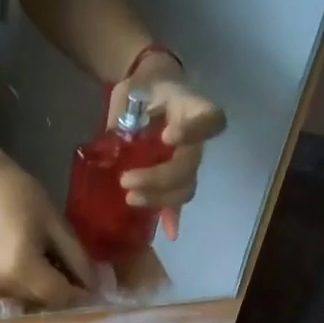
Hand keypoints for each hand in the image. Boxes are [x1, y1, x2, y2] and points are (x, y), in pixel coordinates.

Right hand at [0, 149, 93, 306]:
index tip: (96, 287)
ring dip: (44, 290)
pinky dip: (26, 285)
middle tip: (75, 273)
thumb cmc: (21, 196)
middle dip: (63, 292)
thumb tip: (94, 286)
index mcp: (21, 269)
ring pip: (28, 300)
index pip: (59, 296)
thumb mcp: (56, 224)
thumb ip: (77, 259)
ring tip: (50, 264)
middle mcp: (2, 286)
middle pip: (43, 302)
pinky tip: (28, 263)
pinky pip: (12, 293)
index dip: (80, 294)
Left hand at [109, 52, 226, 240]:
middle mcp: (196, 138)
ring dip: (159, 198)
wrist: (147, 90)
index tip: (168, 137)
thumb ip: (124, 118)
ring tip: (130, 199)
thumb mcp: (129, 93)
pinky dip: (173, 217)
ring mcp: (188, 159)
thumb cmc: (140, 89)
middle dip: (159, 178)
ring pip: (185, 186)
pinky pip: (178, 200)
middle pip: (189, 165)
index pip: (209, 120)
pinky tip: (169, 232)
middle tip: (126, 181)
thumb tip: (114, 146)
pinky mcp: (177, 177)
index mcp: (190, 109)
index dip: (194, 131)